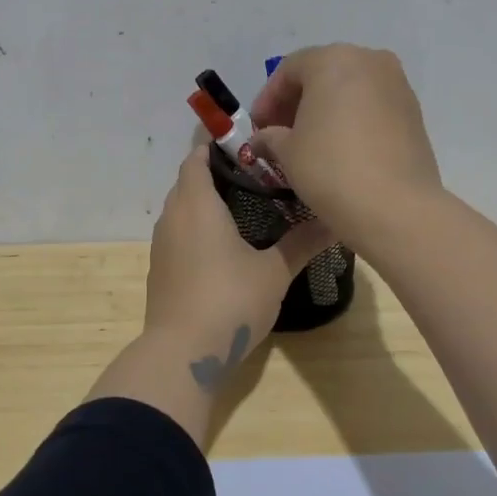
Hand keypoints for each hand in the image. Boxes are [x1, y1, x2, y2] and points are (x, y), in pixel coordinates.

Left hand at [144, 148, 332, 363]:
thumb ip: (302, 243)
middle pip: (188, 181)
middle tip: (255, 172)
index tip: (243, 141)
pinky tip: (224, 242)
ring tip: (243, 203)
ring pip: (181, 208)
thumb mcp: (274, 272)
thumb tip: (335, 220)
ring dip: (204, 201)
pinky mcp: (161, 269)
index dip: (214, 144)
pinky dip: (197, 226)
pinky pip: (178, 233)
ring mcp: (162, 245)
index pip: (196, 158)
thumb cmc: (230, 301)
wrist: (182, 354)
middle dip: (214, 171)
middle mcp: (173, 217)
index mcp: (196, 204)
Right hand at [250, 44, 442, 241]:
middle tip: (280, 133)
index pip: (289, 69)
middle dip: (297, 102)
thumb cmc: (330, 168)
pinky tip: (341, 148)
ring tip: (310, 143)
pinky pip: (373, 106)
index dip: (267, 98)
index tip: (257, 128)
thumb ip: (270, 136)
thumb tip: (263, 139)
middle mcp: (369, 60)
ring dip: (326, 110)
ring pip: (350, 89)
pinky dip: (352, 119)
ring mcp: (397, 84)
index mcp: (333, 60)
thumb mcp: (287, 152)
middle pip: (322, 73)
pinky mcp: (414, 112)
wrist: (396, 206)